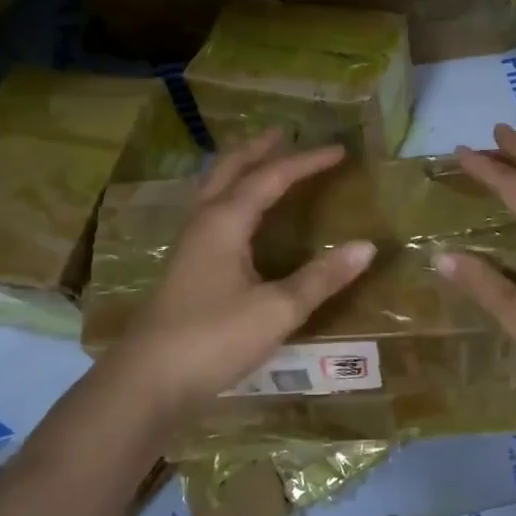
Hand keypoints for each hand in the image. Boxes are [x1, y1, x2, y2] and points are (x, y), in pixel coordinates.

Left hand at [91, 130, 375, 420]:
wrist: (147, 382)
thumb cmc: (213, 339)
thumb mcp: (277, 310)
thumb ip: (322, 277)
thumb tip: (368, 246)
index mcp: (226, 222)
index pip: (271, 177)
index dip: (306, 162)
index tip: (339, 151)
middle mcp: (204, 222)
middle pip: (230, 170)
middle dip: (258, 149)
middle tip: (283, 134)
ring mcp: (189, 244)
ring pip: (214, 188)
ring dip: (238, 168)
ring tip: (259, 161)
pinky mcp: (184, 266)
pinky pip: (210, 211)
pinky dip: (230, 194)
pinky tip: (237, 216)